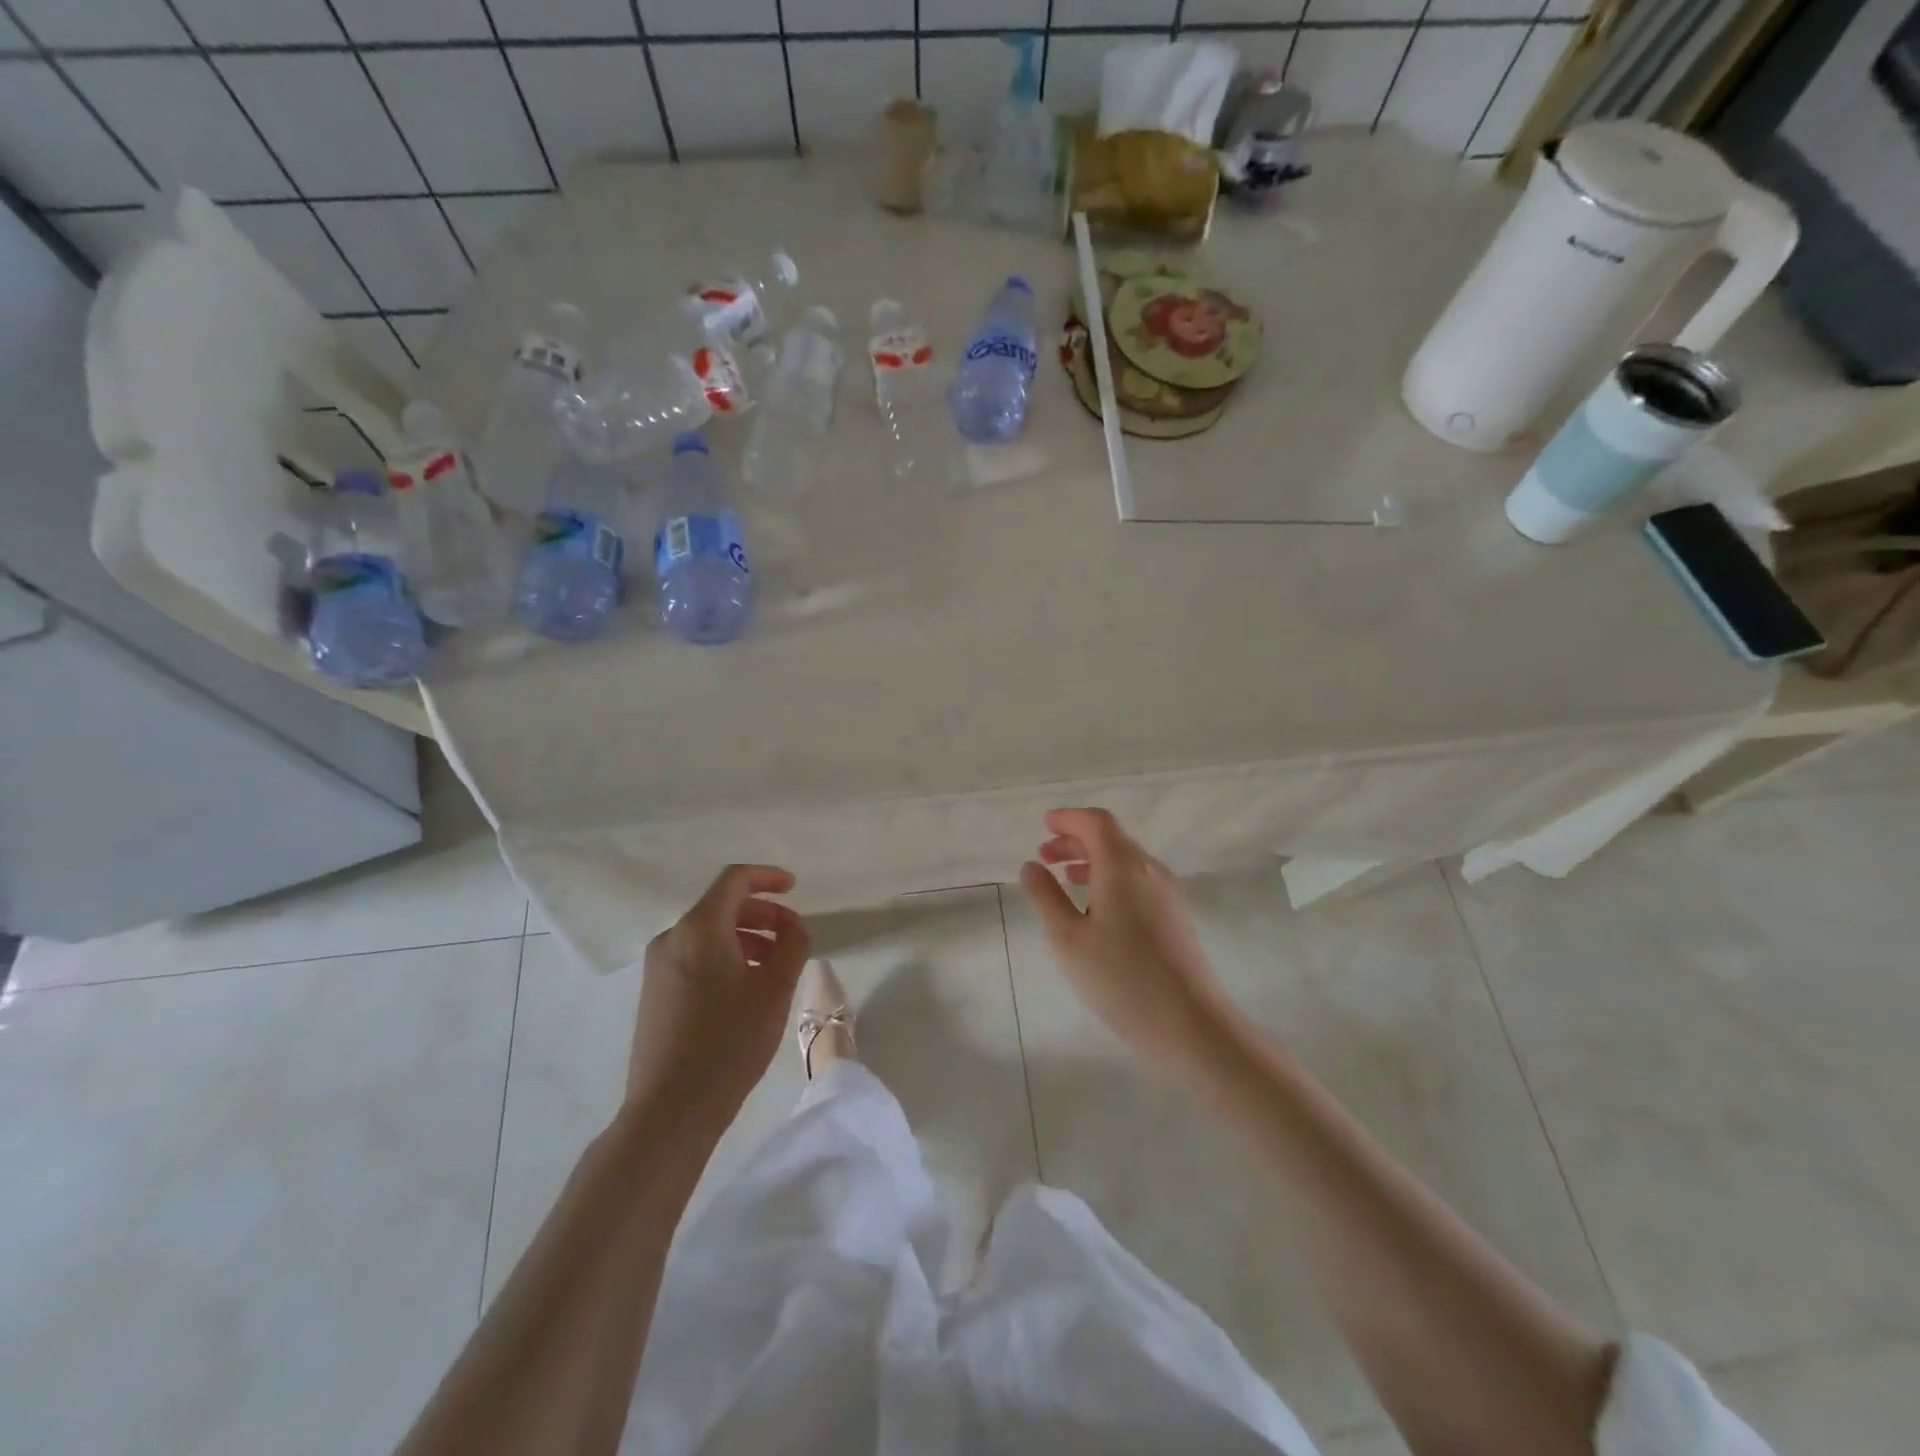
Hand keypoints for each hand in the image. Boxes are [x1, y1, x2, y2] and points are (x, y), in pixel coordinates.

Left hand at [627, 865, 811, 1126]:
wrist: (670, 1110)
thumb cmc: (729, 1042)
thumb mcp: (775, 990)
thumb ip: (793, 946)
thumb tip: (794, 927)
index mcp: (699, 928)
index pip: (735, 880)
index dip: (768, 877)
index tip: (795, 889)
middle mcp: (672, 938)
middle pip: (722, 906)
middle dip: (763, 914)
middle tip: (793, 937)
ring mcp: (658, 967)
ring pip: (709, 934)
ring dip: (747, 938)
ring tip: (776, 967)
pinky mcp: (655, 994)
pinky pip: (696, 957)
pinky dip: (726, 957)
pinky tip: (748, 988)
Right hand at [1019, 809, 1237, 1079]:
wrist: (1190, 1024)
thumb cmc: (1120, 979)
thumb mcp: (1068, 939)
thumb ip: (1046, 897)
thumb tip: (1032, 867)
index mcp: (1122, 866)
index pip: (1096, 822)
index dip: (1069, 818)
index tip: (1045, 825)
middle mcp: (1149, 870)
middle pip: (1111, 838)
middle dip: (1076, 840)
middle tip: (1045, 855)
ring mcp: (1167, 893)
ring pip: (1126, 860)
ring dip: (1093, 860)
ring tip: (1066, 878)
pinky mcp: (1176, 916)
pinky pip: (1138, 881)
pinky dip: (1111, 879)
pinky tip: (1097, 908)